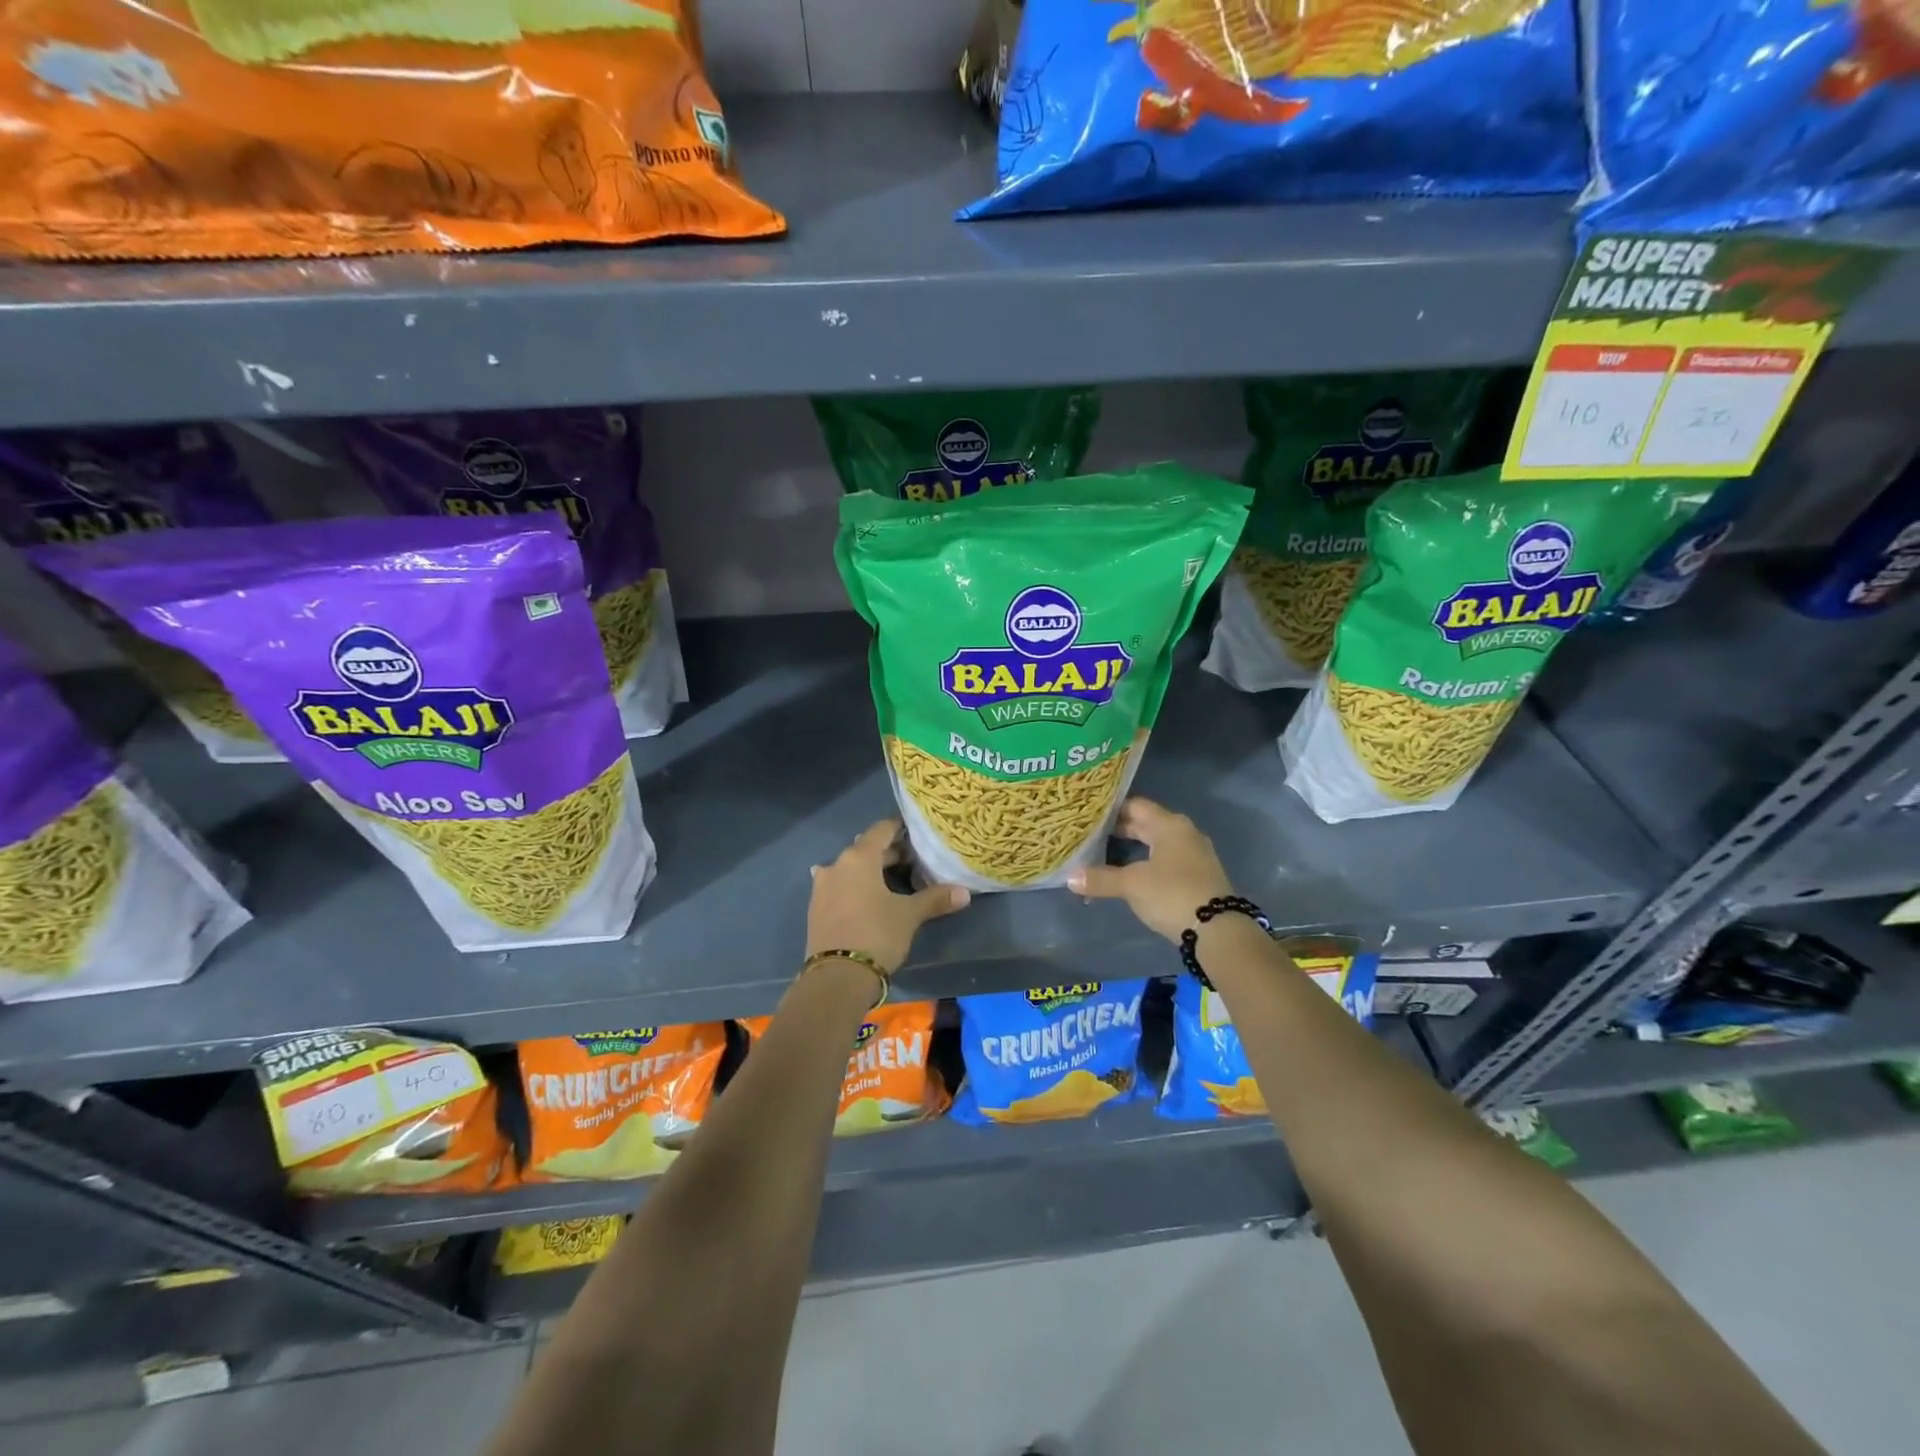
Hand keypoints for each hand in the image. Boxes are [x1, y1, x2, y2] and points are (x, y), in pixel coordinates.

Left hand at [807, 820, 969, 972]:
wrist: (836, 978)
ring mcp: (822, 887)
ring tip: (892, 881)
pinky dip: (854, 887)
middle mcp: (836, 865)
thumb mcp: (909, 916)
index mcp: (859, 858)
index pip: (882, 830)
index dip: (900, 828)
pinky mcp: (816, 909)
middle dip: (889, 853)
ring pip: (851, 869)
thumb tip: (965, 892)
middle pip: (866, 849)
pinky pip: (839, 887)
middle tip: (914, 862)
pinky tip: (866, 897)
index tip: (917, 831)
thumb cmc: (876, 934)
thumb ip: (935, 899)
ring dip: (870, 871)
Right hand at [1067, 797, 1232, 942]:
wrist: (1218, 930)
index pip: (1135, 806)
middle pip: (1147, 823)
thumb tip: (1070, 877)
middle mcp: (1184, 832)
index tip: (1089, 814)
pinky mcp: (1198, 874)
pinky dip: (1147, 860)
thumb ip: (1101, 878)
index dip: (1111, 809)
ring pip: (1157, 841)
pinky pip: (1166, 858)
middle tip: (1091, 832)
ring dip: (1134, 845)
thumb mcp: (1132, 885)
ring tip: (1105, 851)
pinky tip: (1131, 872)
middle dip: (1120, 828)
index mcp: (1169, 825)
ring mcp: (1194, 853)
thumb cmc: (1172, 894)